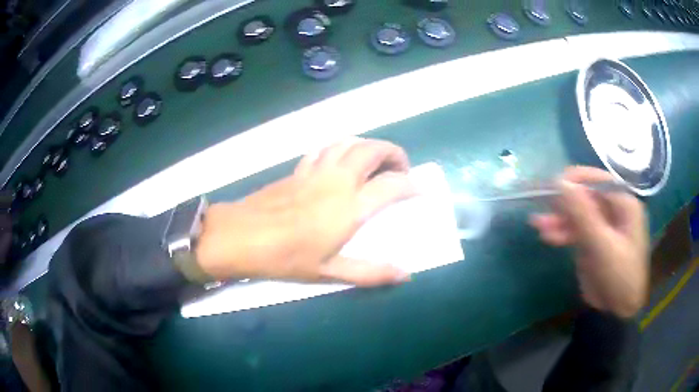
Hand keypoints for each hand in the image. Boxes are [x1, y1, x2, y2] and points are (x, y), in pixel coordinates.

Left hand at [195, 138, 415, 285]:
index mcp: (350, 206)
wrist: (242, 236)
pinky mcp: (299, 169)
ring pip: (349, 142)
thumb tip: (405, 274)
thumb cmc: (286, 257)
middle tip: (401, 169)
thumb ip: (370, 272)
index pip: (392, 185)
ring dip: (368, 146)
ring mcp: (316, 170)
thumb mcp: (329, 272)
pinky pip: (325, 148)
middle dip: (394, 153)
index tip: (420, 190)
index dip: (412, 185)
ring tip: (375, 162)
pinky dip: (340, 148)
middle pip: (373, 150)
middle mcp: (338, 180)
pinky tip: (339, 162)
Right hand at [530, 166, 648, 317]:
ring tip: (538, 225)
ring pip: (578, 214)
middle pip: (586, 197)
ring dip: (559, 219)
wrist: (618, 310)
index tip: (552, 185)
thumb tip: (560, 182)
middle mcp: (614, 210)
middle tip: (542, 206)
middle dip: (564, 203)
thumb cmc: (618, 276)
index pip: (598, 180)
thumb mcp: (601, 245)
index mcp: (624, 203)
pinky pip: (576, 230)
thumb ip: (582, 214)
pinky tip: (547, 236)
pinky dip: (562, 232)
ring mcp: (603, 226)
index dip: (575, 180)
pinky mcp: (593, 241)